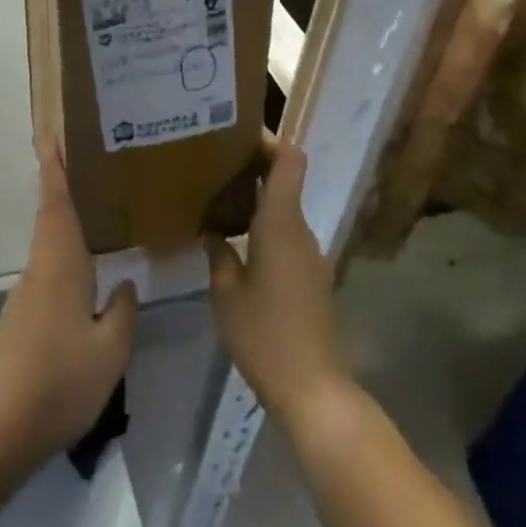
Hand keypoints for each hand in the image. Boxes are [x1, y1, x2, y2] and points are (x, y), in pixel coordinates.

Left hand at [0, 152, 137, 467]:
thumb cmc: (60, 382)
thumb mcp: (109, 350)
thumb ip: (121, 312)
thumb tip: (123, 283)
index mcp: (60, 267)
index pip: (57, 207)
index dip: (55, 172)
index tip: (51, 140)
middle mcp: (37, 273)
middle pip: (50, 223)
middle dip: (62, 193)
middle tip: (86, 171)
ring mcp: (23, 299)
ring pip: (48, 252)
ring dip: (64, 229)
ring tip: (94, 222)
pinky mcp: (17, 323)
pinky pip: (45, 278)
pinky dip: (62, 264)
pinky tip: (81, 284)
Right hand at [206, 135, 351, 421]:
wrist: (313, 389)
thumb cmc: (265, 336)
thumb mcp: (226, 294)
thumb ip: (219, 255)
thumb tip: (213, 232)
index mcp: (281, 224)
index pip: (290, 161)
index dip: (270, 141)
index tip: (237, 137)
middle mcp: (301, 231)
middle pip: (284, 181)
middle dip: (252, 169)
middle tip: (212, 167)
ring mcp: (310, 255)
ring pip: (283, 210)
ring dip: (256, 201)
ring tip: (217, 204)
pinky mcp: (311, 277)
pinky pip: (286, 236)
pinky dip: (263, 228)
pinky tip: (236, 245)